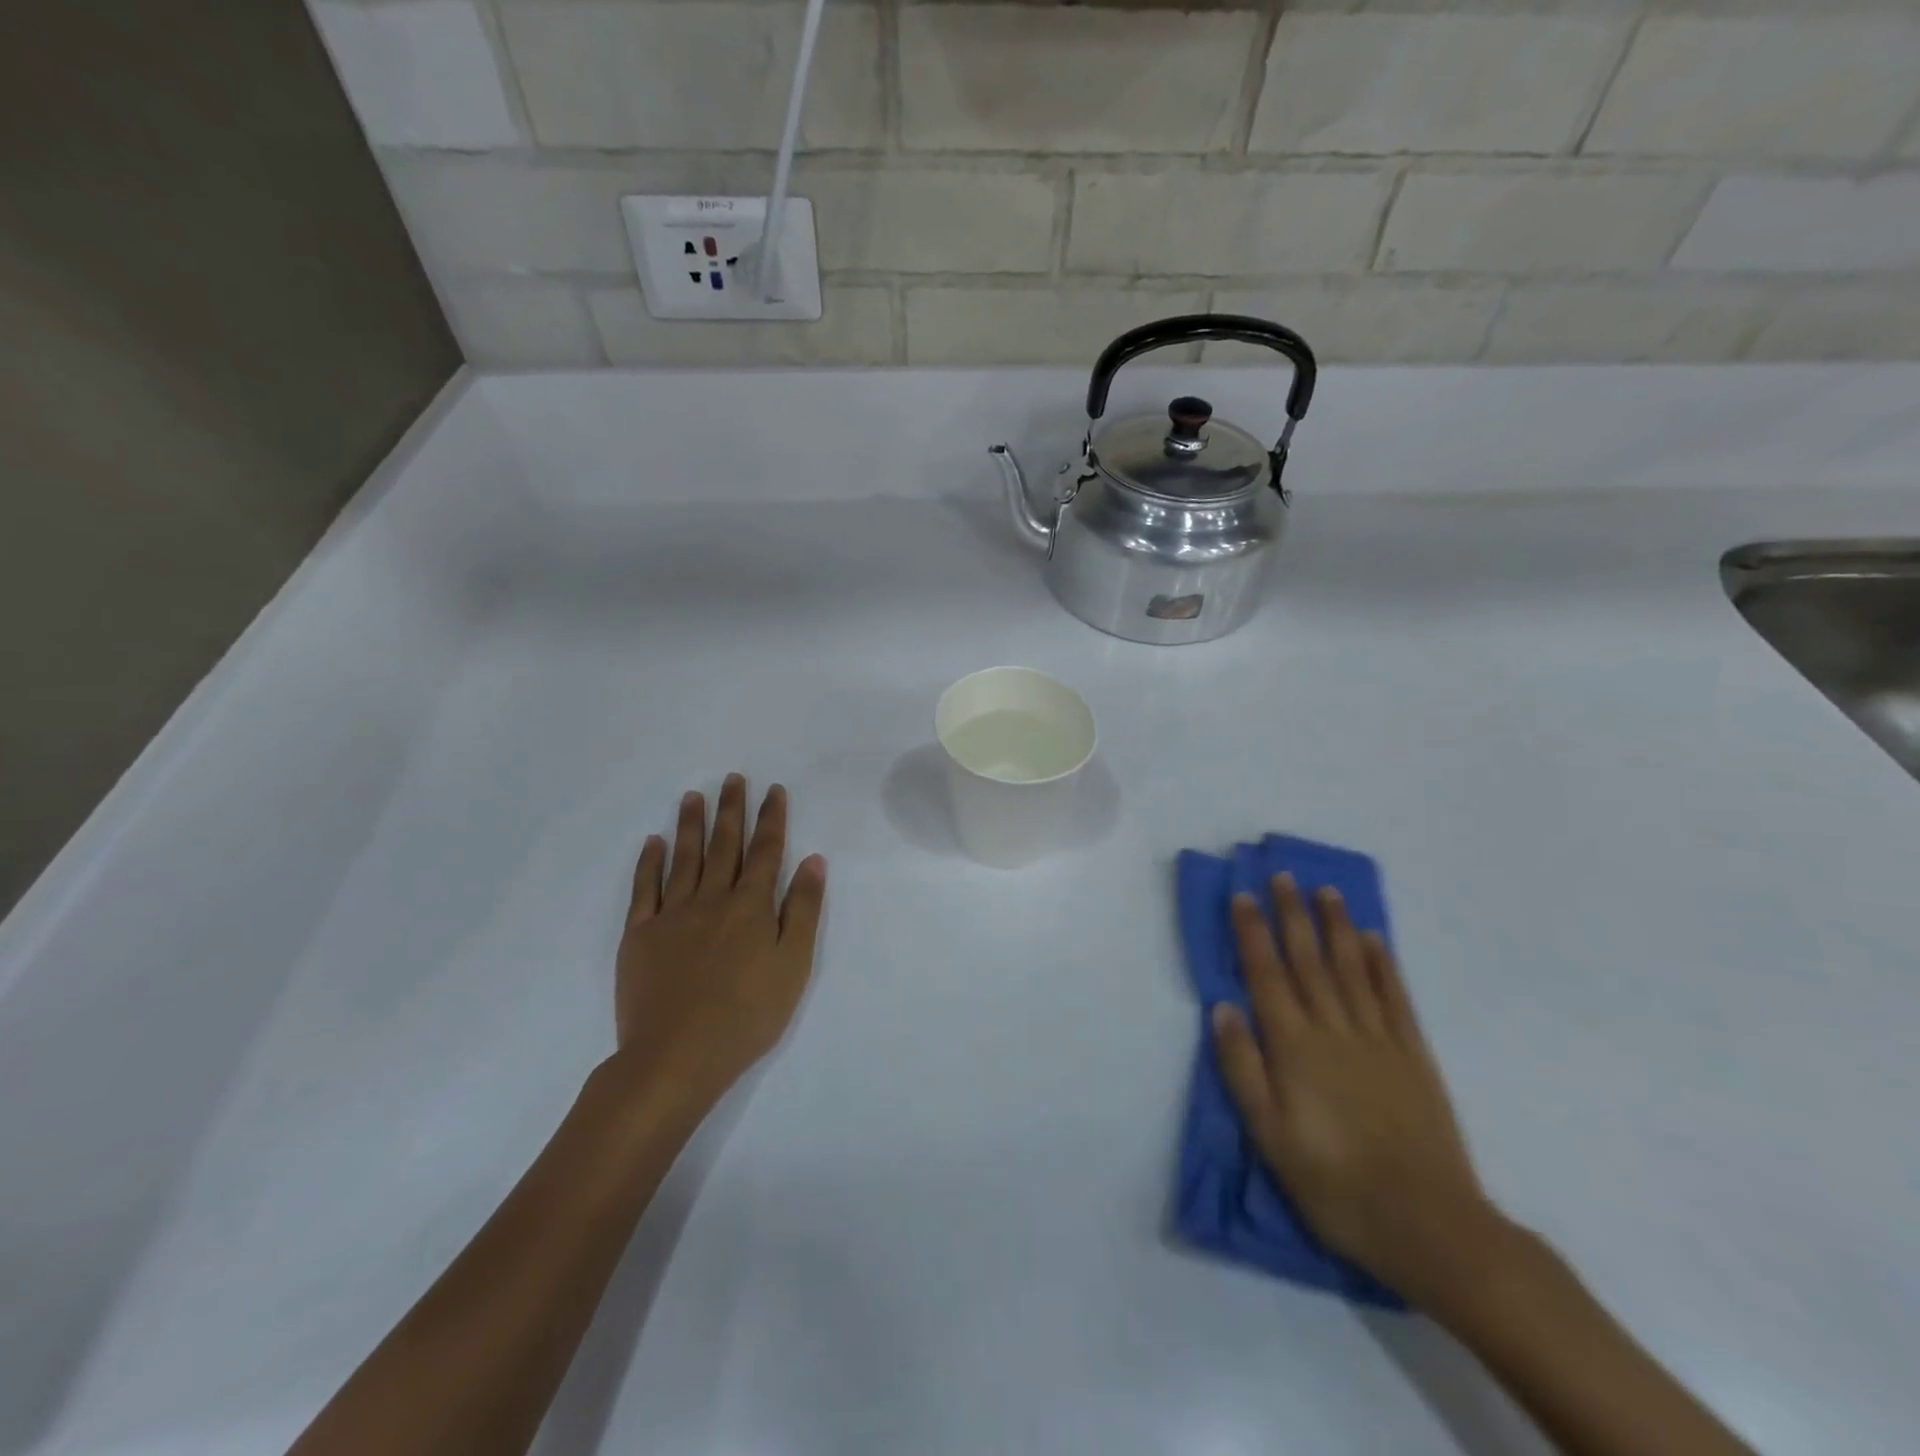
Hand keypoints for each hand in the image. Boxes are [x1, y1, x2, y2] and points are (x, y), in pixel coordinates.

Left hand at [614, 775, 826, 1112]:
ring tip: (694, 796)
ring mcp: (672, 914)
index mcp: (751, 906)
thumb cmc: (747, 1015)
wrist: (676, 1057)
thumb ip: (803, 910)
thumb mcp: (793, 965)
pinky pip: (644, 888)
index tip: (773, 790)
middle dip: (732, 810)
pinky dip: (649, 862)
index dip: (771, 819)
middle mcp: (712, 899)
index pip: (766, 851)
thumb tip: (813, 860)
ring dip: (691, 824)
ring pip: (684, 858)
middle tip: (733, 778)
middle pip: (725, 845)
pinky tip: (654, 841)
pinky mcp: (639, 935)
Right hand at [1210, 874, 1509, 1306]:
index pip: (1266, 974)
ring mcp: (1378, 1039)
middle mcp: (1334, 1029)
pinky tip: (1373, 940)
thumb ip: (1242, 1067)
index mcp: (1294, 1046)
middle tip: (1283, 875)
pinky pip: (1394, 997)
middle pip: (1308, 960)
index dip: (1252, 932)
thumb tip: (1221, 1008)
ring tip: (1326, 891)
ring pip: (1351, 968)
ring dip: (1336, 926)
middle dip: (1292, 914)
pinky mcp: (1414, 1056)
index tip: (1243, 895)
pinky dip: (1382, 964)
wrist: (1427, 1224)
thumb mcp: (1268, 1134)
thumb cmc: (1333, 1183)